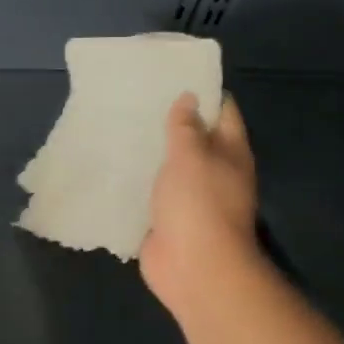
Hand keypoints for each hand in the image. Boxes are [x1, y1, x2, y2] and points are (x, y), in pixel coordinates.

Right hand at [140, 93, 259, 319]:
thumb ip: (186, 128)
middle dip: (170, 121)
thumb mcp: (190, 157)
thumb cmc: (198, 204)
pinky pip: (151, 192)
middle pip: (195, 139)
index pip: (222, 112)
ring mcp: (191, 198)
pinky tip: (113, 165)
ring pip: (170, 166)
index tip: (172, 75)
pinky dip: (137, 180)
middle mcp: (214, 172)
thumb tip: (189, 98)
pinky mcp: (167, 218)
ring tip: (119, 126)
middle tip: (136, 98)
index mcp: (230, 153)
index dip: (203, 93)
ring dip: (150, 151)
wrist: (194, 268)